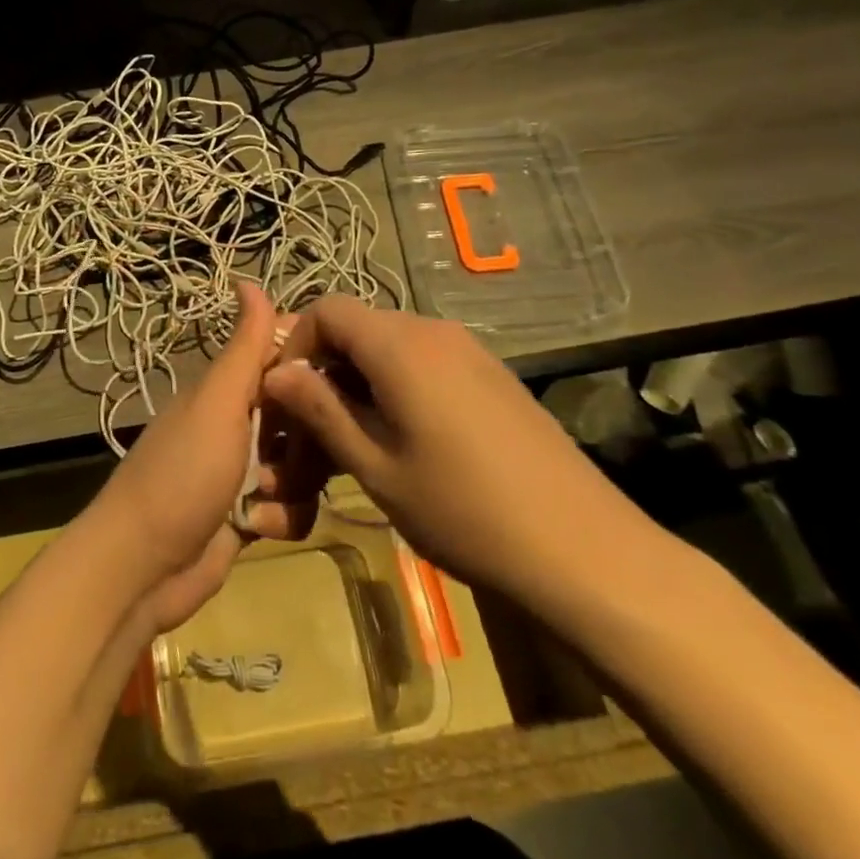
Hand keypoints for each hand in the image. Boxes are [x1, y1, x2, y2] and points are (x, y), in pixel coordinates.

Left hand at [84, 283, 321, 634]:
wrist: (143, 567)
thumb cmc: (182, 474)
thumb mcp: (217, 404)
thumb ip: (243, 348)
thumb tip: (247, 278)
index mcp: (230, 389)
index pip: (286, 359)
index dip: (315, 368)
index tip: (338, 384)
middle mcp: (241, 422)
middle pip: (307, 416)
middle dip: (309, 441)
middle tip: (291, 455)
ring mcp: (247, 470)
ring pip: (307, 465)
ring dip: (294, 485)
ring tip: (262, 498)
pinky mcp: (253, 514)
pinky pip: (296, 507)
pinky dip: (282, 519)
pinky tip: (256, 529)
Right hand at [263, 298, 661, 618]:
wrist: (584, 549)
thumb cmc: (465, 510)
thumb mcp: (377, 466)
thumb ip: (321, 410)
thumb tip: (275, 373)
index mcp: (400, 344)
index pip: (327, 309)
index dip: (296, 344)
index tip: (285, 398)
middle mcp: (433, 331)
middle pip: (358, 327)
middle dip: (324, 369)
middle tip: (310, 431)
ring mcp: (468, 350)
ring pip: (389, 347)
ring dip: (358, 382)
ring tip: (353, 443)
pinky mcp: (491, 375)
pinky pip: (424, 362)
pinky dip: (395, 387)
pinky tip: (404, 441)